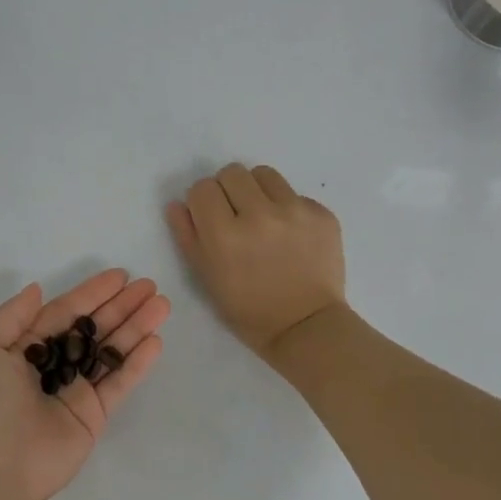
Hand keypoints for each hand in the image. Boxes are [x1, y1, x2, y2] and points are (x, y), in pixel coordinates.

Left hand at [0, 269, 169, 499]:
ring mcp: (75, 391)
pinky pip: (119, 383)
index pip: (64, 313)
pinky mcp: (94, 416)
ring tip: (162, 305)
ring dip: (136, 328)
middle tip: (150, 287)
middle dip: (121, 306)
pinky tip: (156, 341)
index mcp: (23, 348)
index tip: (121, 276)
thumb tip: (37, 290)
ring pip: (110, 352)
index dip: (92, 293)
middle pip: (93, 329)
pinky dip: (137, 363)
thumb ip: (12, 316)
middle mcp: (52, 366)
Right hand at [167, 163, 345, 359]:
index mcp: (225, 234)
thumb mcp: (207, 278)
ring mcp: (295, 211)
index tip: (210, 218)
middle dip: (227, 191)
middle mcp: (260, 214)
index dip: (202, 202)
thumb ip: (188, 236)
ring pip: (264, 175)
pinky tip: (290, 236)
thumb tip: (178, 204)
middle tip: (235, 216)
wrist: (306, 326)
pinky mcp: (322, 214)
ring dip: (257, 191)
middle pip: (232, 172)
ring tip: (262, 219)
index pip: (202, 188)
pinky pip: (295, 195)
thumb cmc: (248, 310)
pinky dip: (287, 209)